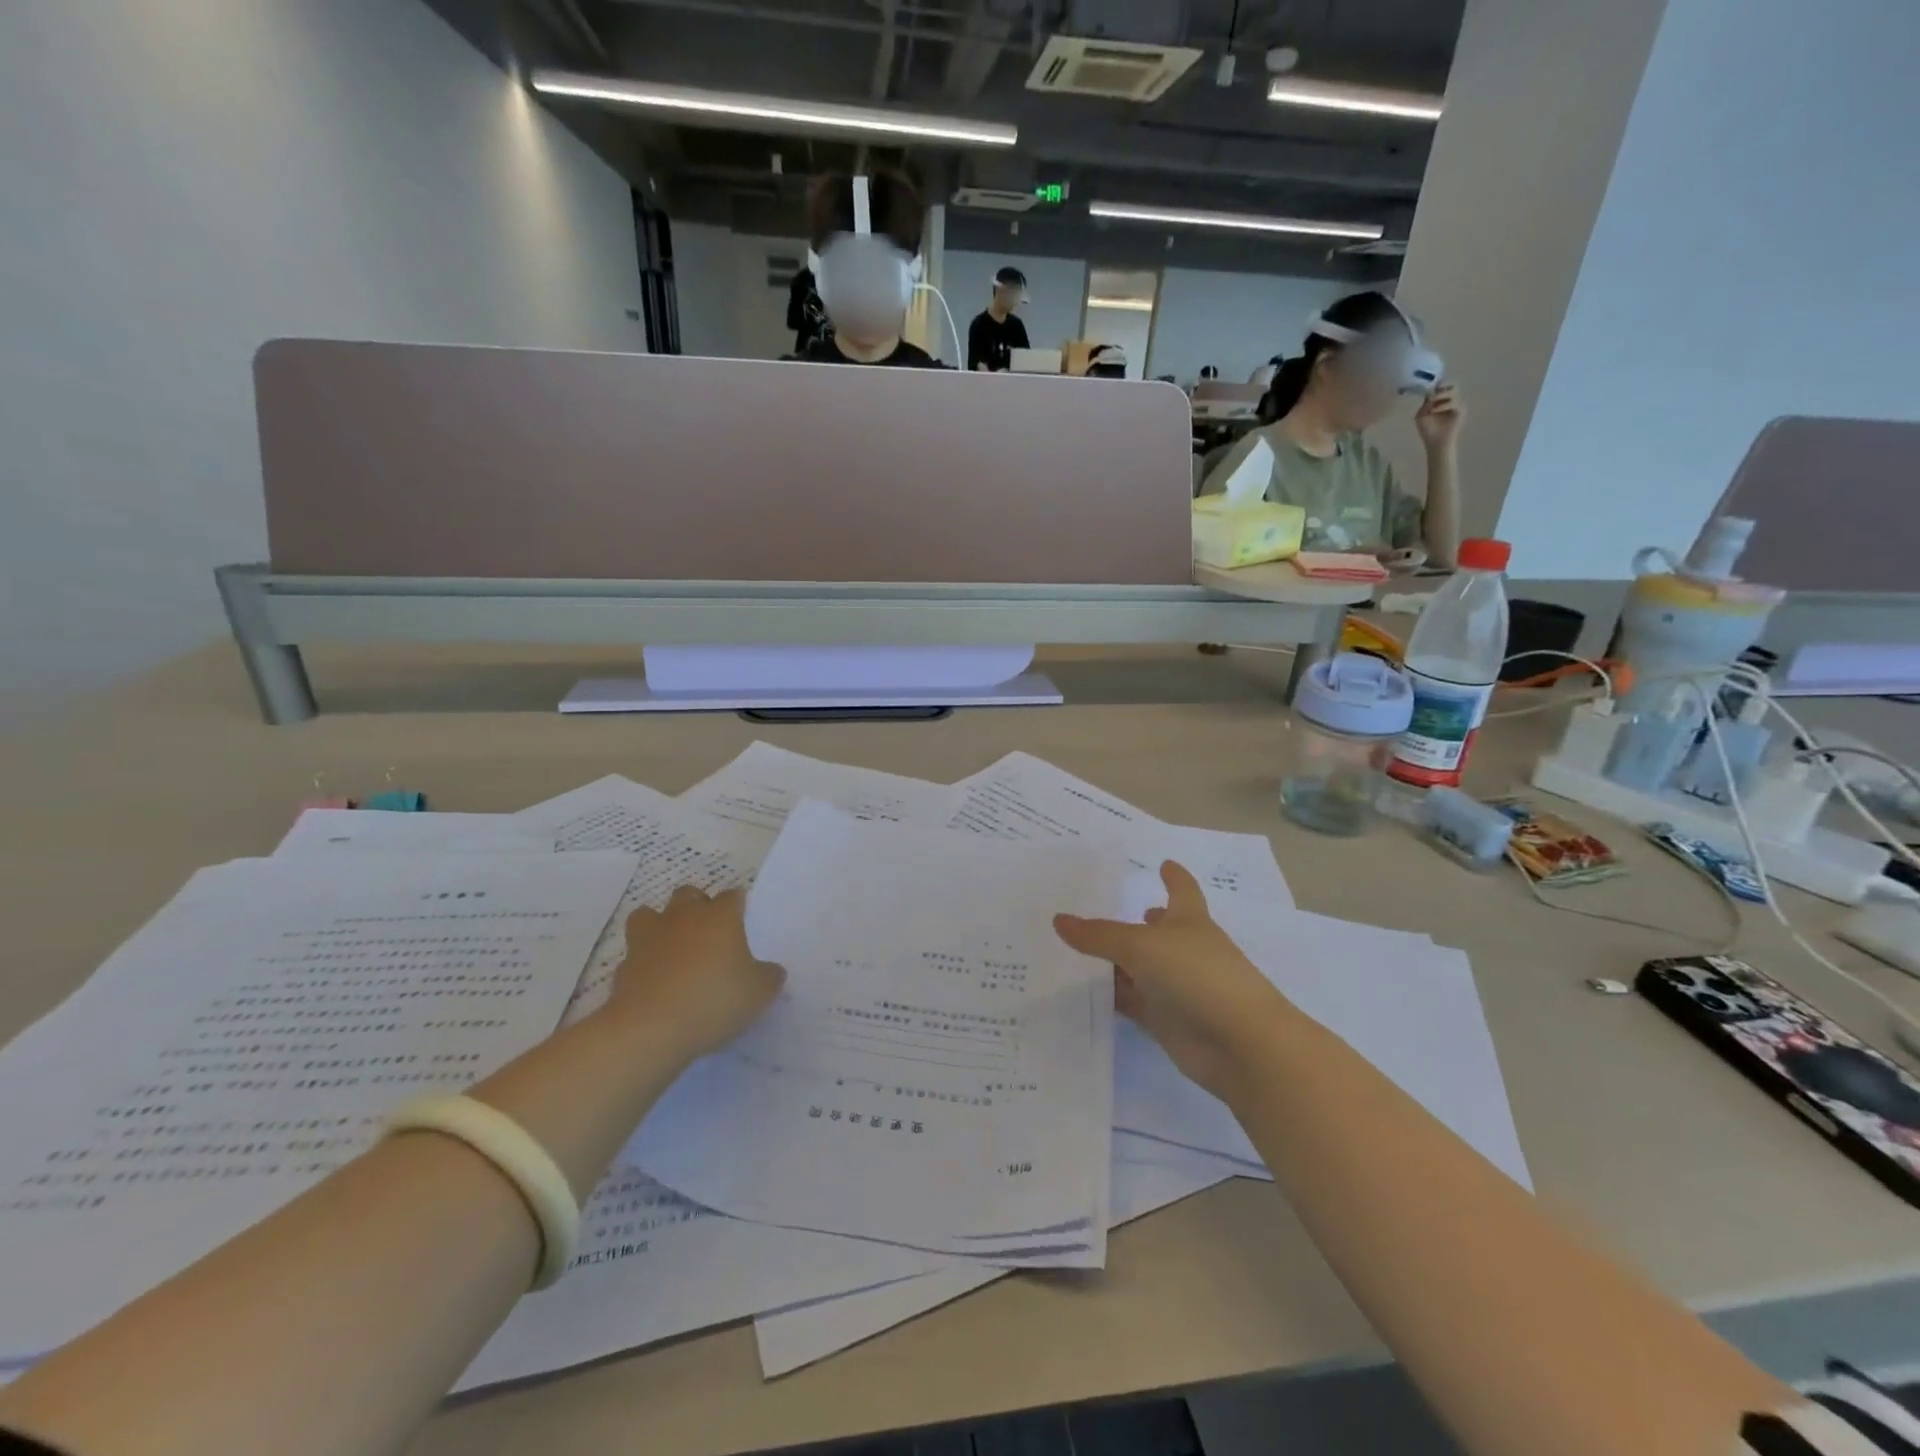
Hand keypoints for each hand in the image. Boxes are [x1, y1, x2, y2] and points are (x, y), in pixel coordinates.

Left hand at [606, 887, 783, 1058]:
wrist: (650, 1030)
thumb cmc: (713, 1000)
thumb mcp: (759, 993)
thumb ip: (769, 977)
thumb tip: (771, 971)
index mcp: (719, 917)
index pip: (733, 895)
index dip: (739, 906)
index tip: (744, 921)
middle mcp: (683, 918)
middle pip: (688, 894)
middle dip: (697, 905)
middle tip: (709, 932)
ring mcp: (648, 939)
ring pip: (648, 914)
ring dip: (660, 924)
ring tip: (672, 947)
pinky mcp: (624, 967)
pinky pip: (634, 955)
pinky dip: (643, 963)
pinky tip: (654, 982)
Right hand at [1054, 863, 1289, 1099]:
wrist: (1239, 1043)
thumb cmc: (1197, 975)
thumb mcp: (1141, 946)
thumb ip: (1098, 935)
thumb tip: (1058, 919)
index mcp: (1188, 920)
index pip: (1181, 890)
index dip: (1173, 876)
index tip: (1164, 862)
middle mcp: (1182, 950)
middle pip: (1154, 930)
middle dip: (1135, 921)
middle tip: (1096, 908)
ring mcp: (1175, 986)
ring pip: (1137, 968)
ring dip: (1113, 961)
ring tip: (1073, 948)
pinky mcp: (1165, 1020)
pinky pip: (1130, 1001)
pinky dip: (1110, 996)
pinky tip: (1081, 990)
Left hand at [1414, 382, 1463, 448]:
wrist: (1436, 441)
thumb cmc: (1427, 430)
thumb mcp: (1421, 415)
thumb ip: (1425, 404)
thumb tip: (1431, 393)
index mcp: (1439, 401)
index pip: (1442, 387)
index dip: (1437, 384)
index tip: (1430, 386)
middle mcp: (1448, 400)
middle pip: (1450, 385)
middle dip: (1441, 388)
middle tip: (1433, 394)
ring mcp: (1456, 404)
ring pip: (1452, 391)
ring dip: (1440, 396)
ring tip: (1431, 406)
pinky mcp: (1461, 410)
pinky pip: (1454, 402)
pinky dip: (1443, 405)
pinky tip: (1435, 411)